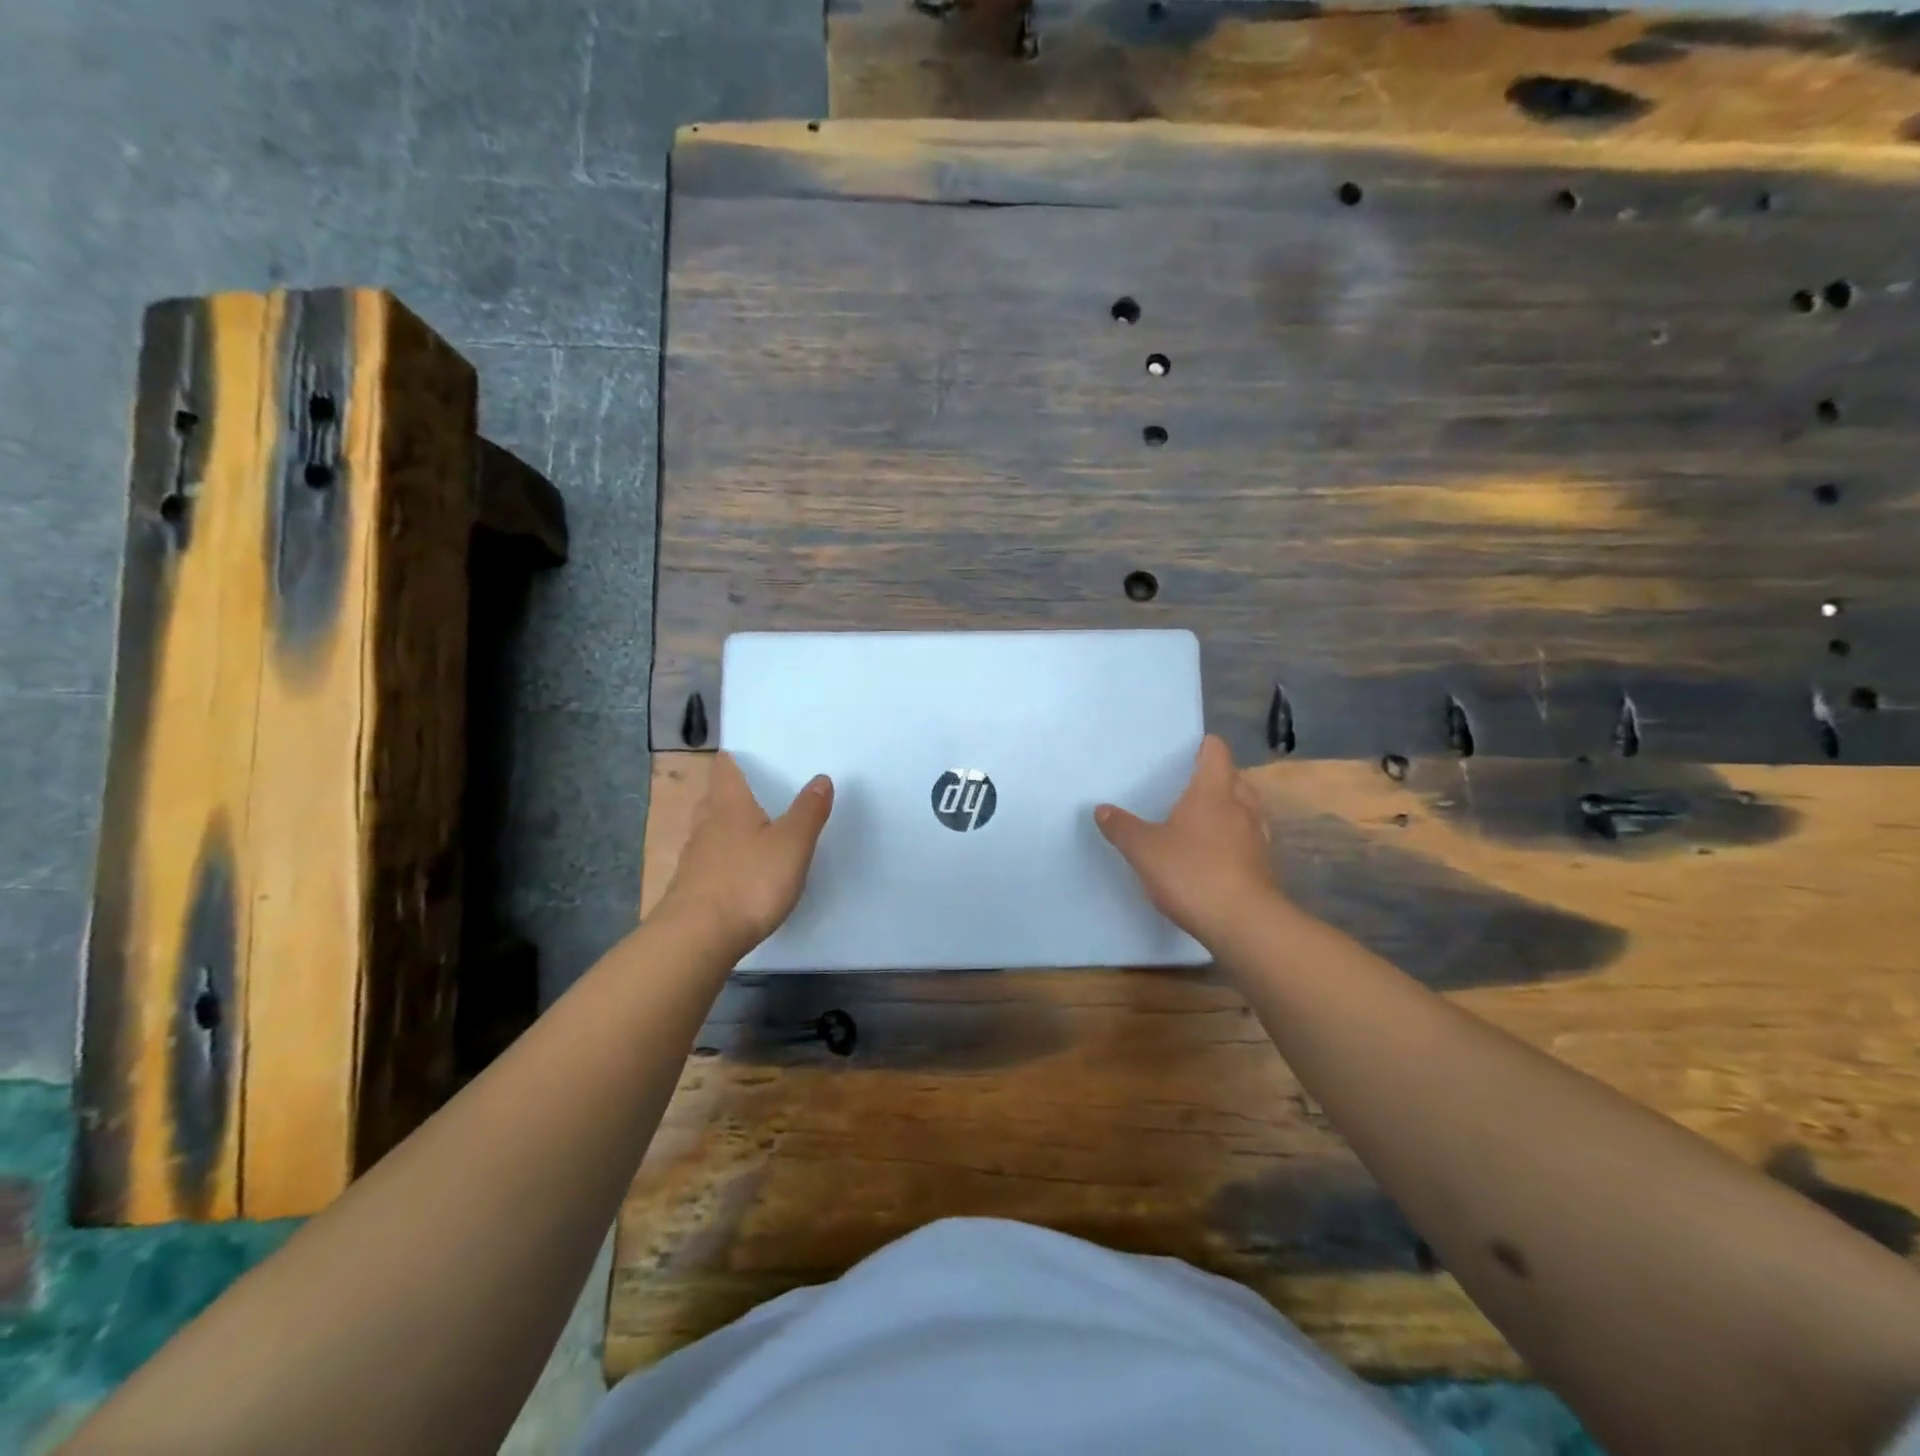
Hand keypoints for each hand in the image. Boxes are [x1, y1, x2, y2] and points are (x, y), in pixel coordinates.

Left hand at [653, 753, 833, 959]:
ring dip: (726, 826)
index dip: (732, 758)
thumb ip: (808, 811)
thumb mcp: (792, 845)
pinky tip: (740, 870)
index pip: (725, 769)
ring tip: (751, 829)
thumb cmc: (748, 881)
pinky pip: (708, 861)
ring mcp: (694, 858)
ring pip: (709, 830)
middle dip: (730, 792)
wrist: (697, 938)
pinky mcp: (691, 889)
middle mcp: (706, 825)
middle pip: (714, 798)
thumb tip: (820, 778)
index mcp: (729, 805)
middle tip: (754, 790)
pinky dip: (723, 858)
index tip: (744, 753)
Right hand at [1095, 735, 1284, 948]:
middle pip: (1234, 778)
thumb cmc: (1191, 872)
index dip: (1204, 746)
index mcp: (1213, 791)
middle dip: (1216, 778)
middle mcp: (1241, 806)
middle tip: (1188, 787)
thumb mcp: (1144, 849)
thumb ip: (1122, 827)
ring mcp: (1257, 837)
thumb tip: (1102, 808)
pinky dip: (1235, 839)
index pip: (1216, 751)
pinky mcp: (1264, 866)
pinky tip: (1216, 854)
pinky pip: (1248, 840)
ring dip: (1229, 809)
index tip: (1187, 750)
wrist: (1243, 923)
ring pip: (1246, 809)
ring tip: (1202, 819)